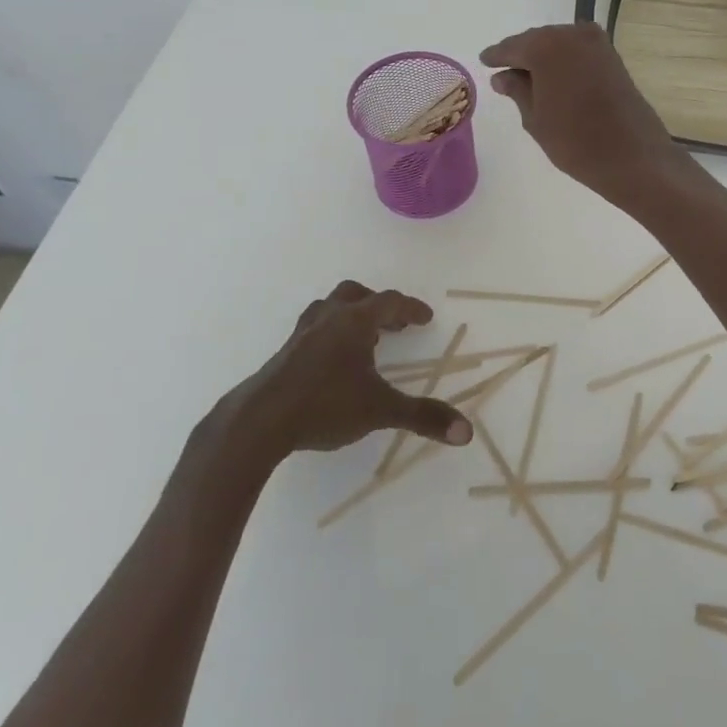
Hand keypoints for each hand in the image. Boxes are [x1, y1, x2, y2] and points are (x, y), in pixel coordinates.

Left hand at [221, 282, 472, 458]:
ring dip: (350, 315)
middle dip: (378, 305)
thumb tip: (467, 431)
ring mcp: (302, 334)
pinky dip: (330, 334)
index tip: (425, 318)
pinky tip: (331, 363)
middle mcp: (328, 318)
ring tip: (363, 338)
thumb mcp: (380, 411)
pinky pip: (313, 329)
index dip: (411, 308)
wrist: (259, 422)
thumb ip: (423, 417)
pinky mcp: (284, 354)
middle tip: (394, 324)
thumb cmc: (325, 406)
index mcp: (354, 322)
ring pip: (329, 308)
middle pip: (355, 295)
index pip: (389, 302)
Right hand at [479, 23, 688, 209]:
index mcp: (546, 47)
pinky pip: (578, 52)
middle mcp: (572, 35)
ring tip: (528, 79)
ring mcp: (597, 44)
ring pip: (559, 45)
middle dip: (521, 55)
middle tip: (504, 72)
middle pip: (537, 40)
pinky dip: (564, 62)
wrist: (634, 157)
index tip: (484, 61)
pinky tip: (554, 79)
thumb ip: (517, 90)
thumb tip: (503, 76)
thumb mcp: (535, 119)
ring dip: (544, 58)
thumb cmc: (576, 141)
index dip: (497, 56)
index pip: (512, 47)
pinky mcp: (613, 57)